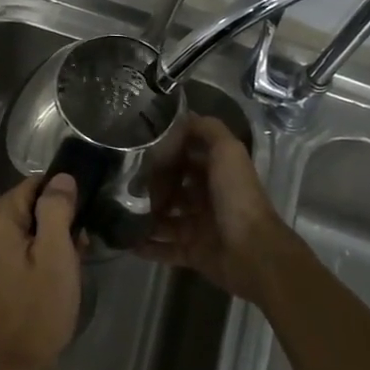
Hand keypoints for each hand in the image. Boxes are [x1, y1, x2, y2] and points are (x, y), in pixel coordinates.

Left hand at [0, 175, 83, 369]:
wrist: (8, 367)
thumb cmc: (37, 310)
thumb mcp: (56, 257)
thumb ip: (57, 210)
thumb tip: (62, 177)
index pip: (35, 186)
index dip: (62, 203)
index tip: (79, 229)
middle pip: (26, 206)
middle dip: (53, 224)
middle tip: (75, 255)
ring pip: (20, 227)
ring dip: (43, 242)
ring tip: (63, 270)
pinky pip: (9, 246)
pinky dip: (28, 255)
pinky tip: (44, 279)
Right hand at [140, 114, 290, 304]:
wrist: (251, 251)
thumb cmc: (236, 196)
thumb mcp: (227, 150)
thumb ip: (207, 129)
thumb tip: (183, 117)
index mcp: (217, 173)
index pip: (187, 157)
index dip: (167, 153)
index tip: (140, 151)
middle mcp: (208, 198)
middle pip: (174, 187)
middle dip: (152, 185)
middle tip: (125, 183)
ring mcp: (199, 226)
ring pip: (166, 218)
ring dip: (145, 214)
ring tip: (118, 210)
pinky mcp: (193, 253)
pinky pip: (165, 248)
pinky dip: (146, 246)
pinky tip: (125, 241)